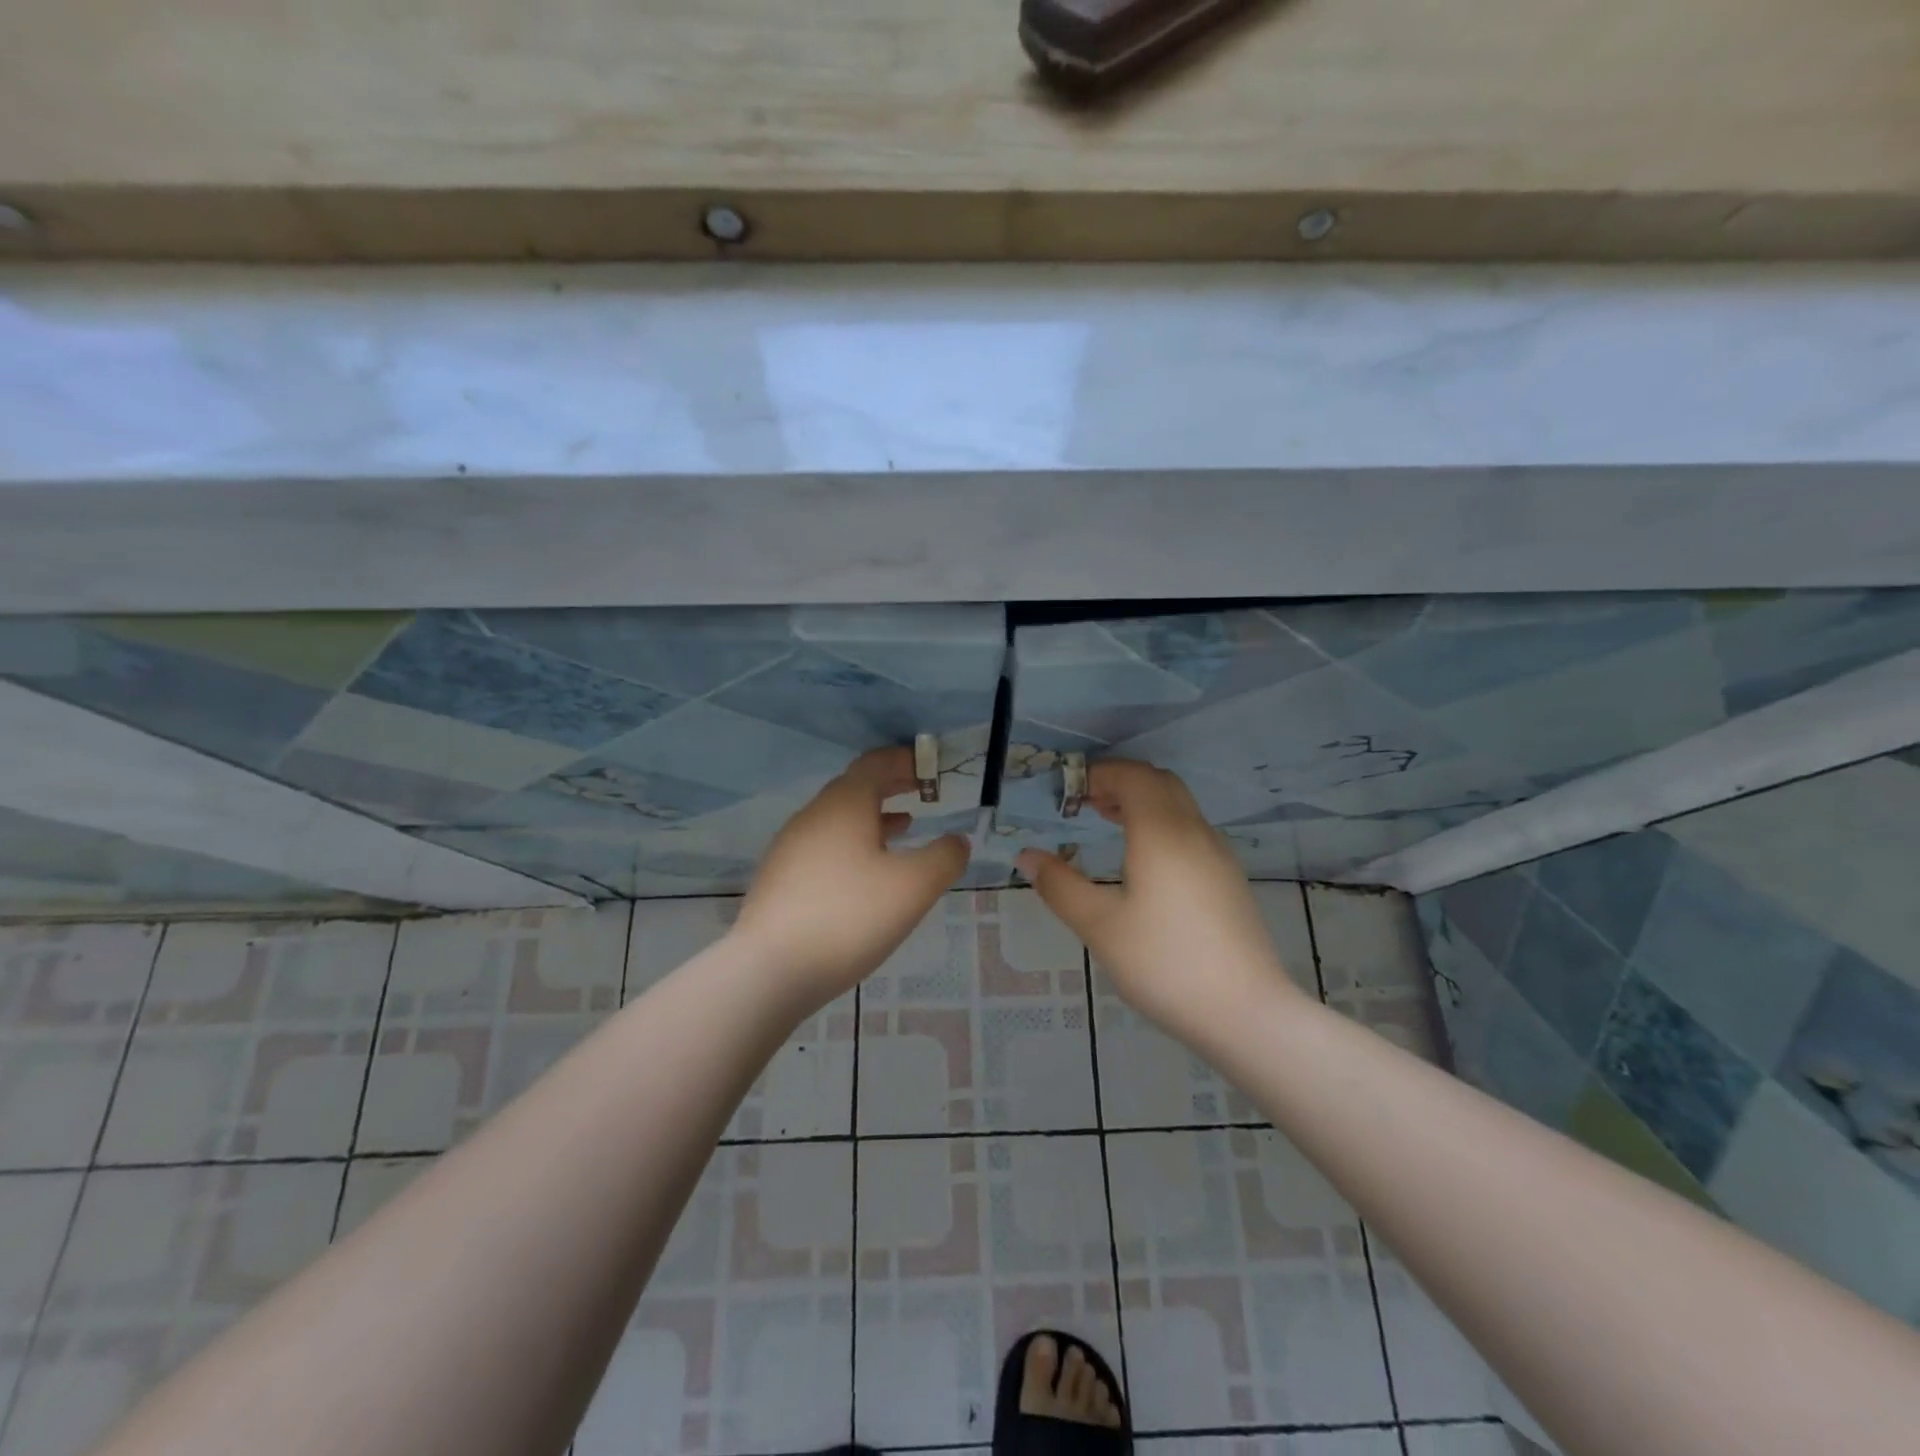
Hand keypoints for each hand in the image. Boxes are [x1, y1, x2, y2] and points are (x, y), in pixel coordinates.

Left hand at [732, 747, 969, 1005]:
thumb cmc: (849, 917)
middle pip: (855, 788)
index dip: (905, 761)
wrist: (769, 971)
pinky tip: (865, 873)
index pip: (875, 764)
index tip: (930, 768)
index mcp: (844, 806)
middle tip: (923, 793)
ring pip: (839, 819)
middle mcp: (813, 816)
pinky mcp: (780, 878)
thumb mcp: (912, 887)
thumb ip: (944, 858)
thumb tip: (957, 841)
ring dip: (873, 817)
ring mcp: (791, 847)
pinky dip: (853, 843)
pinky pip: (824, 845)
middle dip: (891, 786)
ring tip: (904, 828)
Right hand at [1017, 760, 1302, 1041]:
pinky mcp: (1229, 878)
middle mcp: (1195, 831)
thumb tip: (1026, 856)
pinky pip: (1191, 829)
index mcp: (1162, 832)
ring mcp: (1218, 854)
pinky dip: (1161, 824)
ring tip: (1106, 823)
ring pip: (1178, 805)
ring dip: (1142, 802)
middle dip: (1119, 782)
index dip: (1097, 774)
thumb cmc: (1165, 963)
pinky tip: (1143, 861)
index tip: (1066, 792)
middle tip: (1083, 804)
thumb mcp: (1100, 926)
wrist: (1247, 1013)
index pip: (1132, 776)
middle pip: (1158, 782)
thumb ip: (1060, 885)